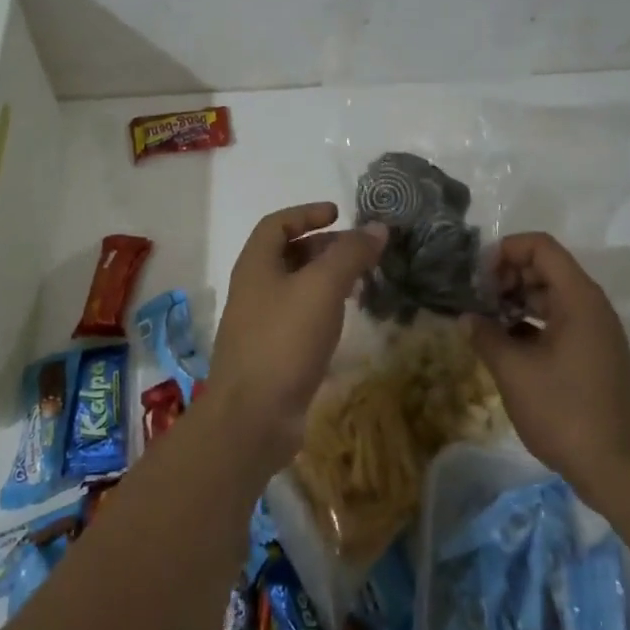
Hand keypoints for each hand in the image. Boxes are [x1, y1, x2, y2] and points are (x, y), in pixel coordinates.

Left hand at [209, 202, 387, 469]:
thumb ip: (350, 254)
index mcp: (255, 265)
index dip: (306, 213)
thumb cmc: (284, 339)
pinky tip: (344, 320)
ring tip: (360, 282)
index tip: (338, 214)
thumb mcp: (322, 288)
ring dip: (326, 278)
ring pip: (295, 287)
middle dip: (323, 246)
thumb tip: (377, 227)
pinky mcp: (272, 354)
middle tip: (359, 251)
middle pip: (287, 254)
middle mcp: (253, 288)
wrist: (253, 417)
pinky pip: (299, 317)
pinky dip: (322, 309)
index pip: (277, 224)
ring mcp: (260, 323)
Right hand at [464, 233, 629, 502]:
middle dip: (507, 277)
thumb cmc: (565, 411)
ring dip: (517, 302)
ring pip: (551, 298)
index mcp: (578, 298)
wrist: (621, 470)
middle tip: (477, 300)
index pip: (540, 247)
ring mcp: (596, 333)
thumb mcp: (514, 371)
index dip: (505, 251)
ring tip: (485, 323)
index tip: (478, 276)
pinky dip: (531, 325)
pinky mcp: (595, 357)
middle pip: (546, 269)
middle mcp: (591, 307)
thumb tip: (467, 318)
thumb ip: (485, 336)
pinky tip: (507, 347)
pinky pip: (560, 323)